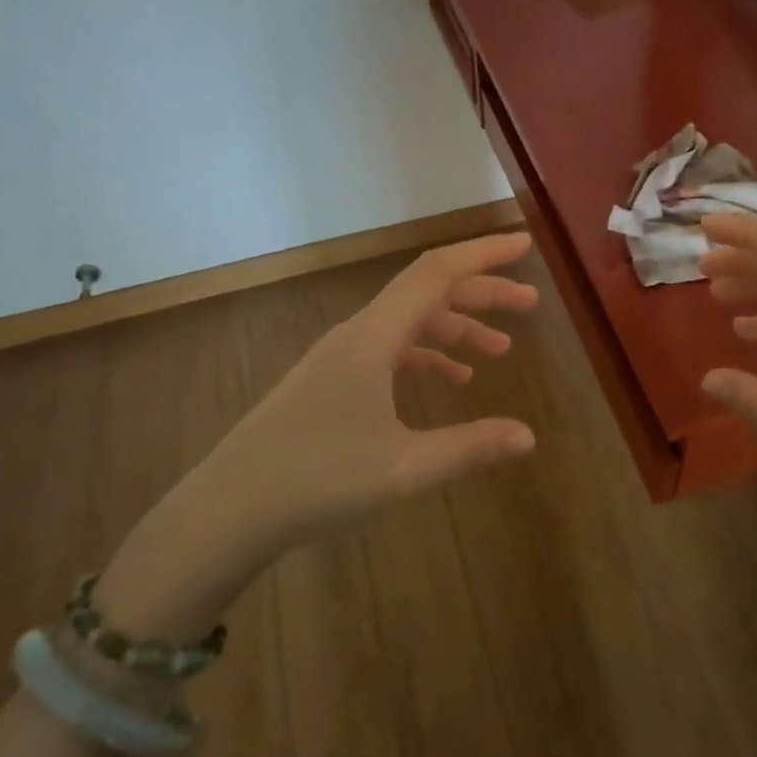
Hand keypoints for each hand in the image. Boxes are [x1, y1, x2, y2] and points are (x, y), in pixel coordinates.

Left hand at [98, 233, 539, 635]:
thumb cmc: (316, 481)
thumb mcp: (403, 470)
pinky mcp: (332, 378)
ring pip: (410, 320)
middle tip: (529, 302)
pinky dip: (427, 354)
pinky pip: (391, 348)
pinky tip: (451, 381)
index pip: (436, 272)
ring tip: (499, 350)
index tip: (523, 246)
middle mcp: (358, 332)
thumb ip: (469, 448)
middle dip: (481, 291)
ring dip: (456, 326)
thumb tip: (529, 436)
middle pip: (428, 291)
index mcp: (374, 337)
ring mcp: (342, 354)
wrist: (227, 510)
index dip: (482, 253)